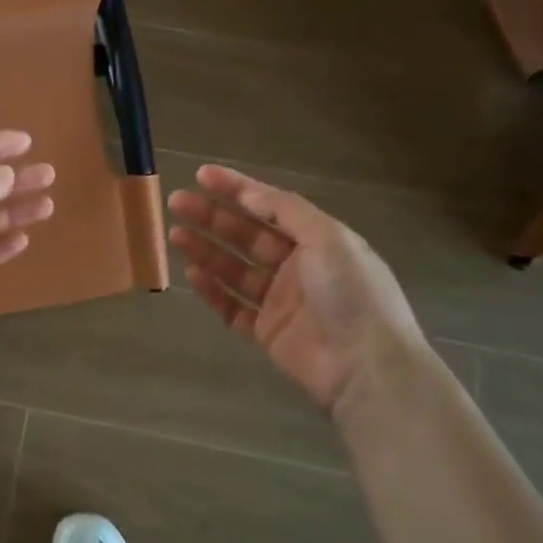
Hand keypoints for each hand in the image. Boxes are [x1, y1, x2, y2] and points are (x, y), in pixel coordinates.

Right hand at [168, 164, 427, 423]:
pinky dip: (212, 290)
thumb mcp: (327, 237)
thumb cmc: (351, 293)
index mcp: (318, 240)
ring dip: (205, 249)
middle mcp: (298, 267)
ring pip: (234, 269)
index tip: (201, 175)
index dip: (236, 188)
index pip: (270, 206)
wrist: (367, 368)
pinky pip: (233, 307)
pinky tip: (192, 274)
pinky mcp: (267, 333)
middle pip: (246, 235)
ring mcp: (281, 301)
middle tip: (177, 202)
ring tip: (174, 234)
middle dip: (212, 217)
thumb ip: (285, 210)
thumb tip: (247, 192)